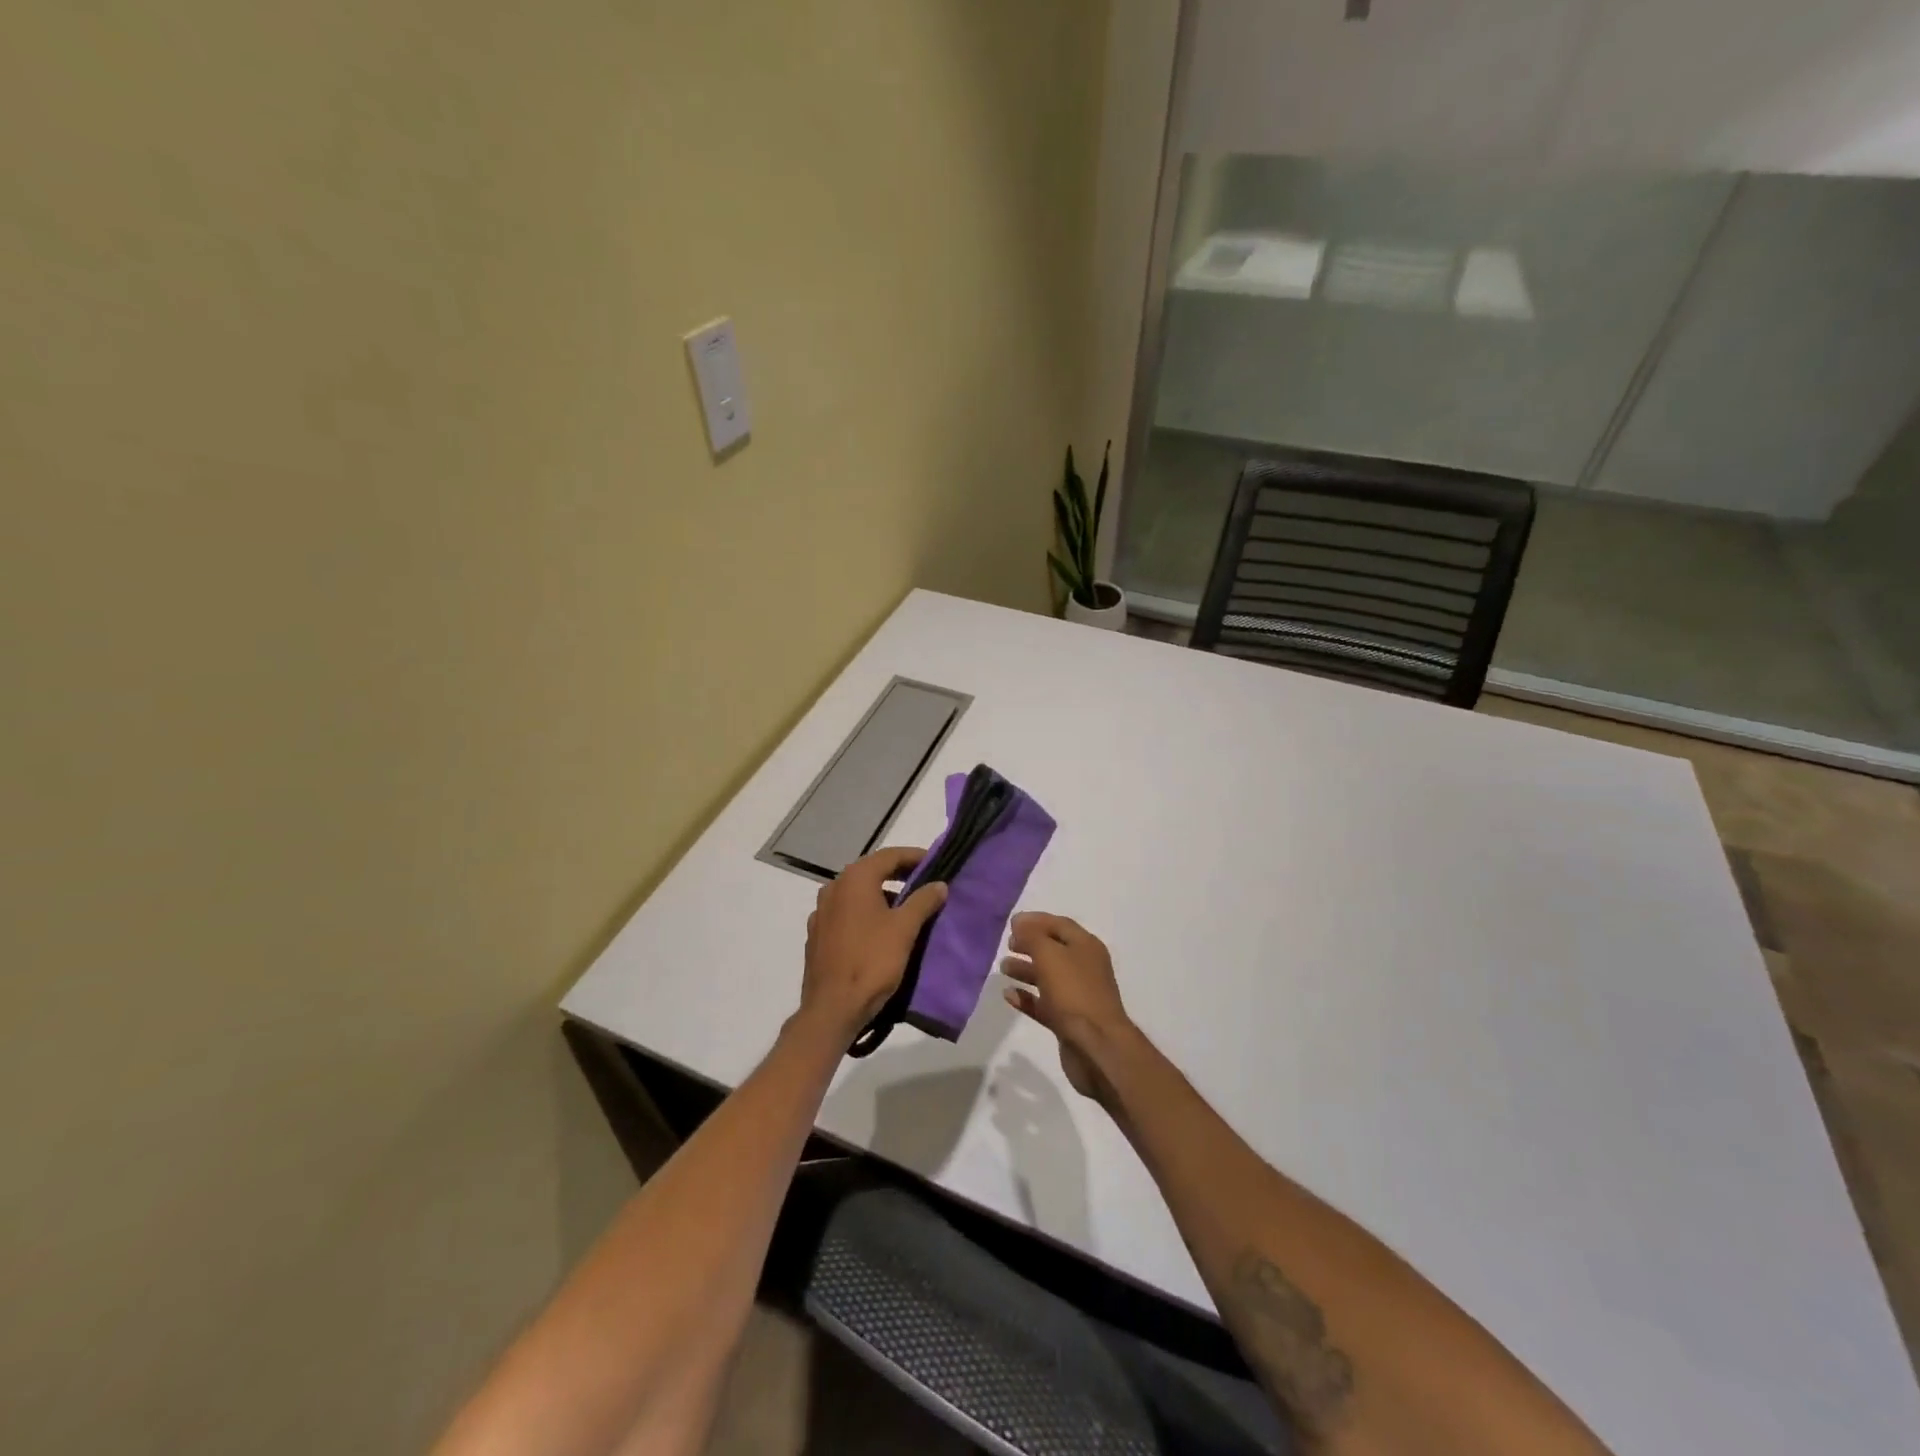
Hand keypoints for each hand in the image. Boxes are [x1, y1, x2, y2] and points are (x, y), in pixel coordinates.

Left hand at [800, 846, 947, 1043]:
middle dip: (899, 876)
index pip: (889, 856)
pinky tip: (881, 932)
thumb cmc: (871, 961)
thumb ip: (923, 900)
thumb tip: (939, 884)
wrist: (832, 1009)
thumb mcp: (905, 929)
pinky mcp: (817, 936)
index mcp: (854, 880)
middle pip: (872, 872)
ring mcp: (821, 913)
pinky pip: (847, 915)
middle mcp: (833, 888)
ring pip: (858, 895)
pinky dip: (866, 915)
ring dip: (883, 896)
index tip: (935, 863)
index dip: (914, 857)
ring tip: (908, 910)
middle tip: (925, 884)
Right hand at [1001, 913, 1134, 1102]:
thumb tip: (1020, 923)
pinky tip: (1008, 995)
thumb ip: (1032, 936)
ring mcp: (1077, 995)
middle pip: (1054, 950)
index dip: (1036, 920)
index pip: (1060, 925)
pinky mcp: (1068, 1021)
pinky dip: (1027, 997)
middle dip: (1030, 945)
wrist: (1097, 1047)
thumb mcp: (1049, 955)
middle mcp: (1084, 968)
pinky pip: (1044, 1003)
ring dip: (1025, 970)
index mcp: (1086, 947)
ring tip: (1003, 968)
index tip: (1011, 923)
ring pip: (1047, 977)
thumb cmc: (1074, 993)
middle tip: (1008, 945)